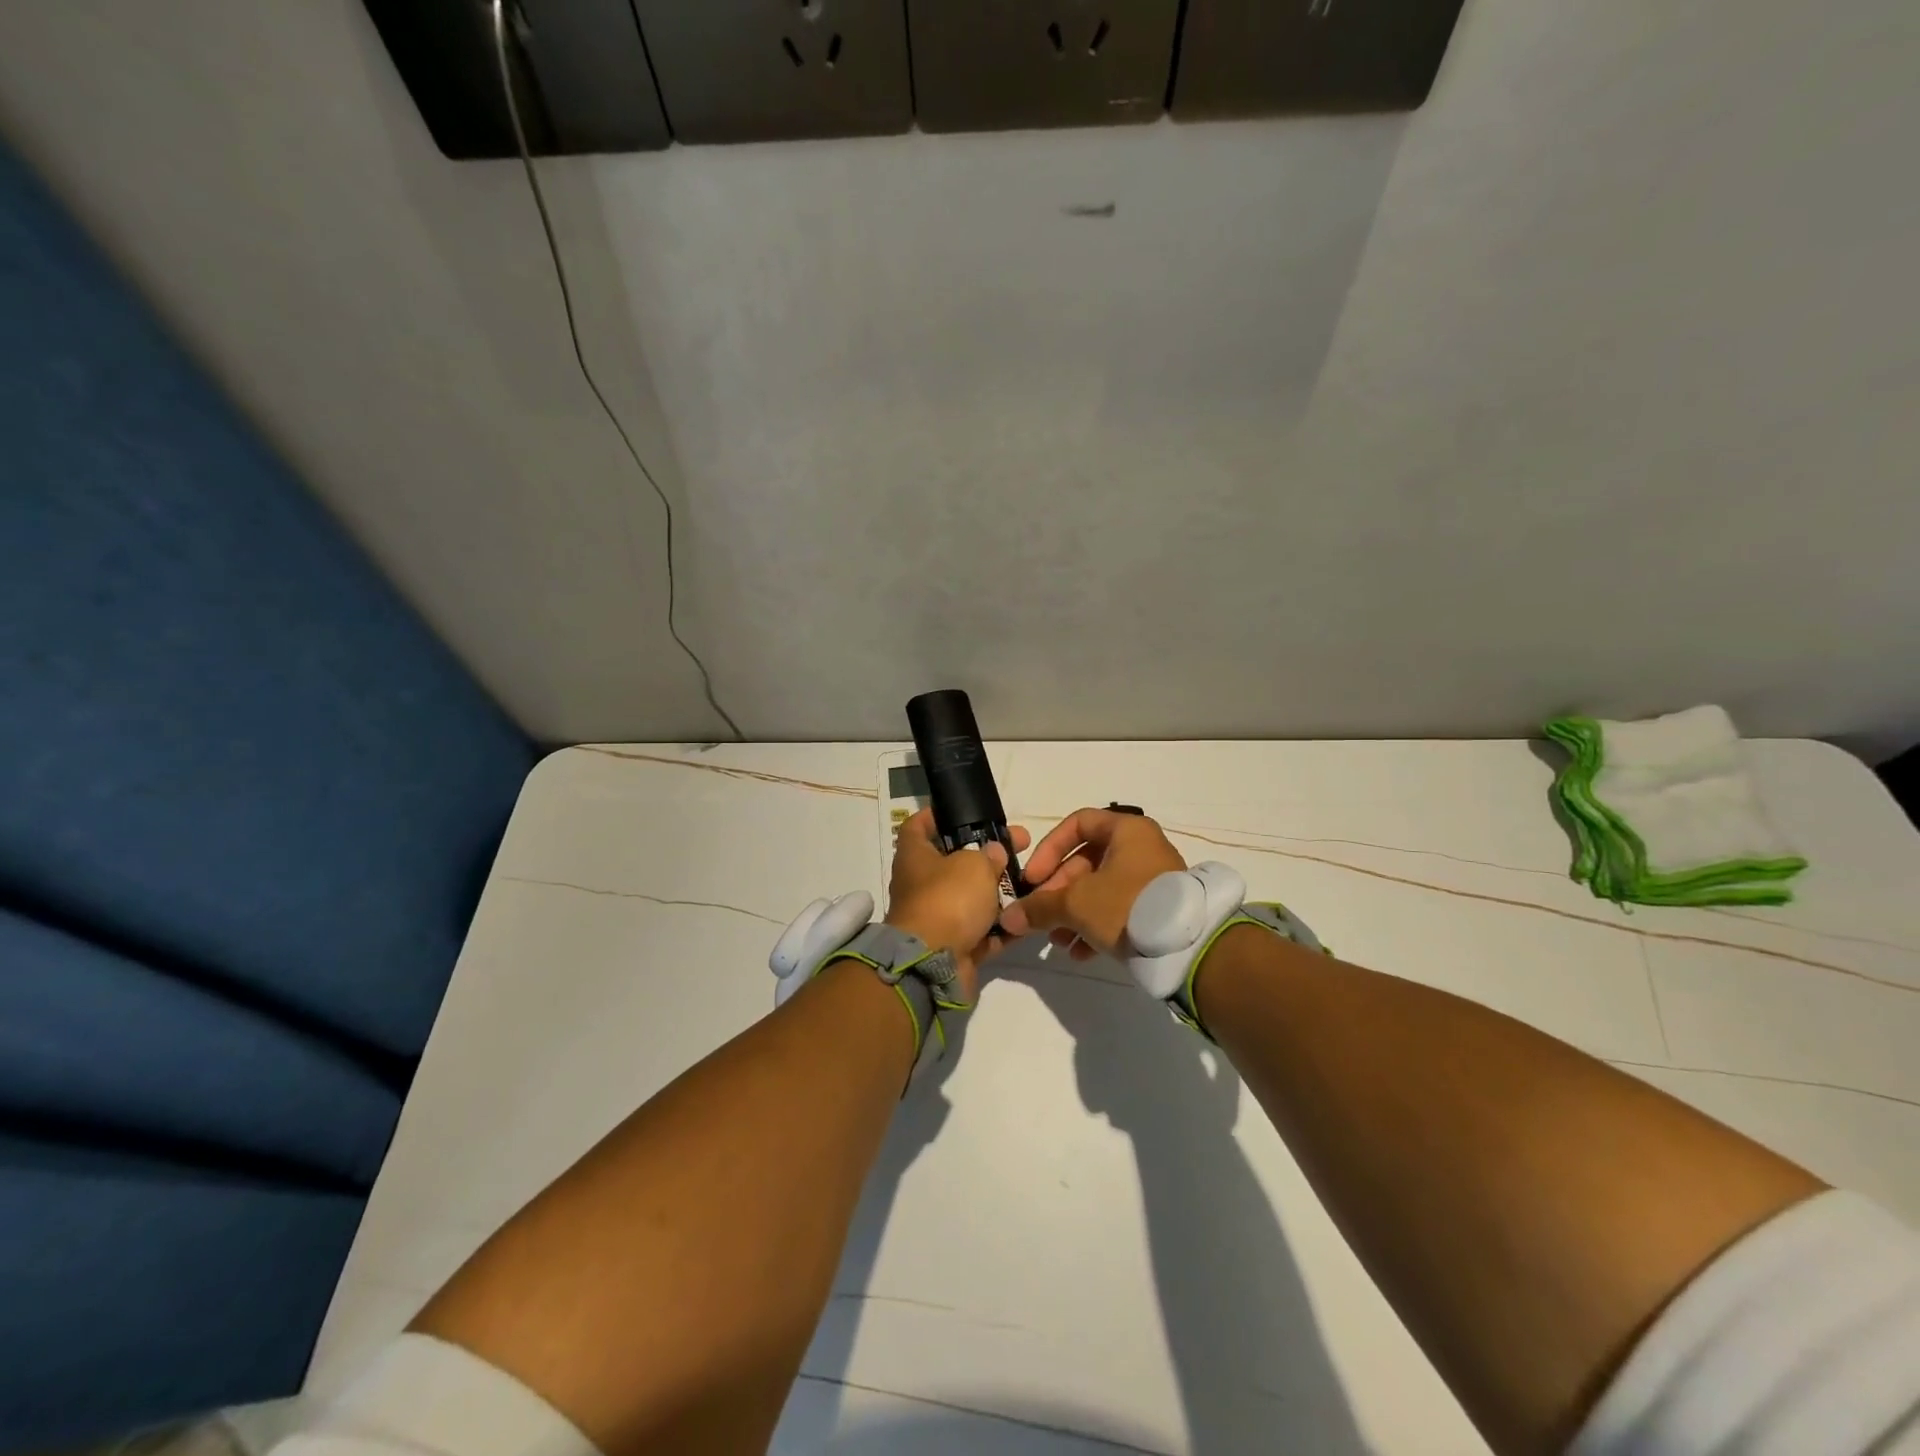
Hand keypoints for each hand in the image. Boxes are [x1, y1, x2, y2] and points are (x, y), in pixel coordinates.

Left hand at [884, 809, 1031, 1000]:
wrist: (933, 964)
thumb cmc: (948, 900)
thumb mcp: (974, 865)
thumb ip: (988, 855)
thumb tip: (993, 853)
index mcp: (914, 857)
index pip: (917, 826)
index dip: (936, 816)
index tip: (964, 812)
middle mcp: (921, 885)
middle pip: (954, 863)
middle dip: (987, 856)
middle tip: (1019, 847)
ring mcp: (936, 918)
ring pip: (971, 899)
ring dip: (998, 893)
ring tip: (1031, 884)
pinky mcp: (953, 946)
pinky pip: (981, 931)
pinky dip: (1001, 927)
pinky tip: (1026, 918)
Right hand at [998, 807, 1186, 959]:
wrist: (1188, 947)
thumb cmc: (1127, 905)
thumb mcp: (1076, 904)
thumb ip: (1039, 907)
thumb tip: (1008, 918)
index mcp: (1126, 830)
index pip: (1077, 824)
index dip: (1049, 848)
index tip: (1033, 878)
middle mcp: (1141, 847)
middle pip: (1086, 861)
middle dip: (1058, 891)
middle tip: (1041, 915)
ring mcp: (1152, 878)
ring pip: (1100, 889)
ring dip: (1072, 914)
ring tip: (1058, 941)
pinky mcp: (1158, 908)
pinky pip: (1118, 909)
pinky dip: (1095, 926)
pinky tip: (1080, 953)